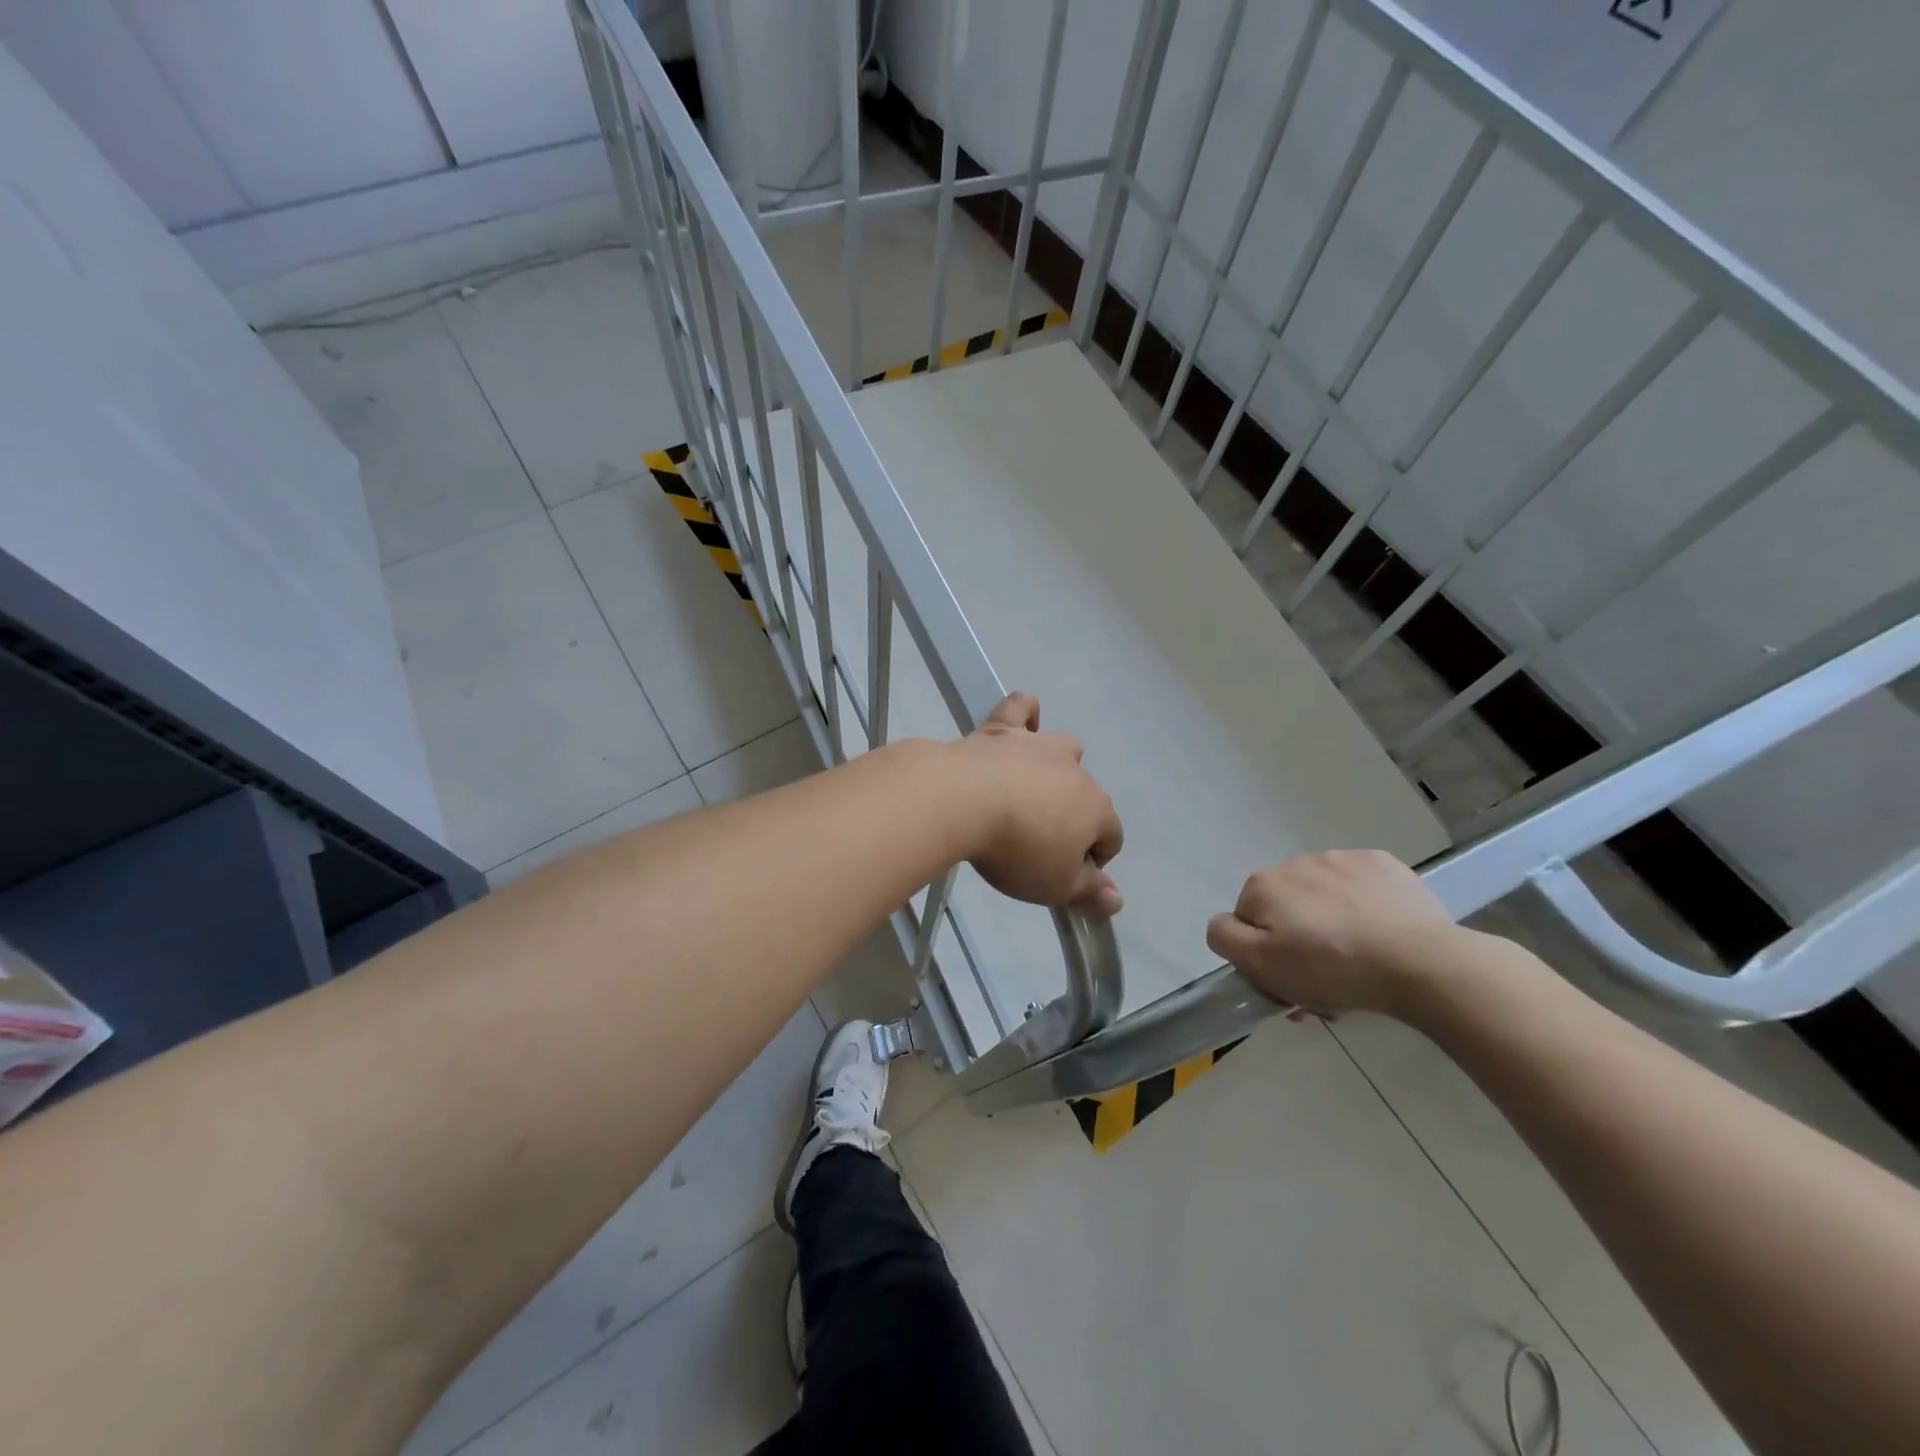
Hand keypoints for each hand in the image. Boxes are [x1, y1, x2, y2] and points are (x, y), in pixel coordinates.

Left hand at [948, 693, 1123, 915]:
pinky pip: (1020, 709)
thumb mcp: (1056, 886)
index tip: (1064, 877)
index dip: (1093, 861)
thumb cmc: (1016, 849)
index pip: (1111, 837)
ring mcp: (1036, 744)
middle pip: (1087, 794)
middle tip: (1038, 843)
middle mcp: (1073, 769)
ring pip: (1062, 748)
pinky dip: (1025, 713)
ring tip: (1032, 792)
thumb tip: (1116, 899)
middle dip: (1073, 817)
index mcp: (1095, 807)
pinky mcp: (999, 729)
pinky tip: (1023, 721)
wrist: (961, 801)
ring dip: (1057, 768)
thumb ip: (1089, 892)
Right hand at [1205, 850, 1455, 1016]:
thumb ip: (1225, 938)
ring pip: (1321, 895)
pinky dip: (1362, 904)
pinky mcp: (1382, 863)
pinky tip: (1380, 931)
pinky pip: (1359, 885)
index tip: (1289, 979)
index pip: (1246, 920)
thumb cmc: (1332, 968)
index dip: (1263, 952)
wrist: (1421, 962)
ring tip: (1358, 955)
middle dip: (1298, 936)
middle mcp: (1294, 862)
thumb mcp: (1262, 966)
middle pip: (1284, 906)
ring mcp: (1340, 858)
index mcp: (1262, 886)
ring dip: (1328, 919)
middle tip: (1325, 978)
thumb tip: (1224, 923)